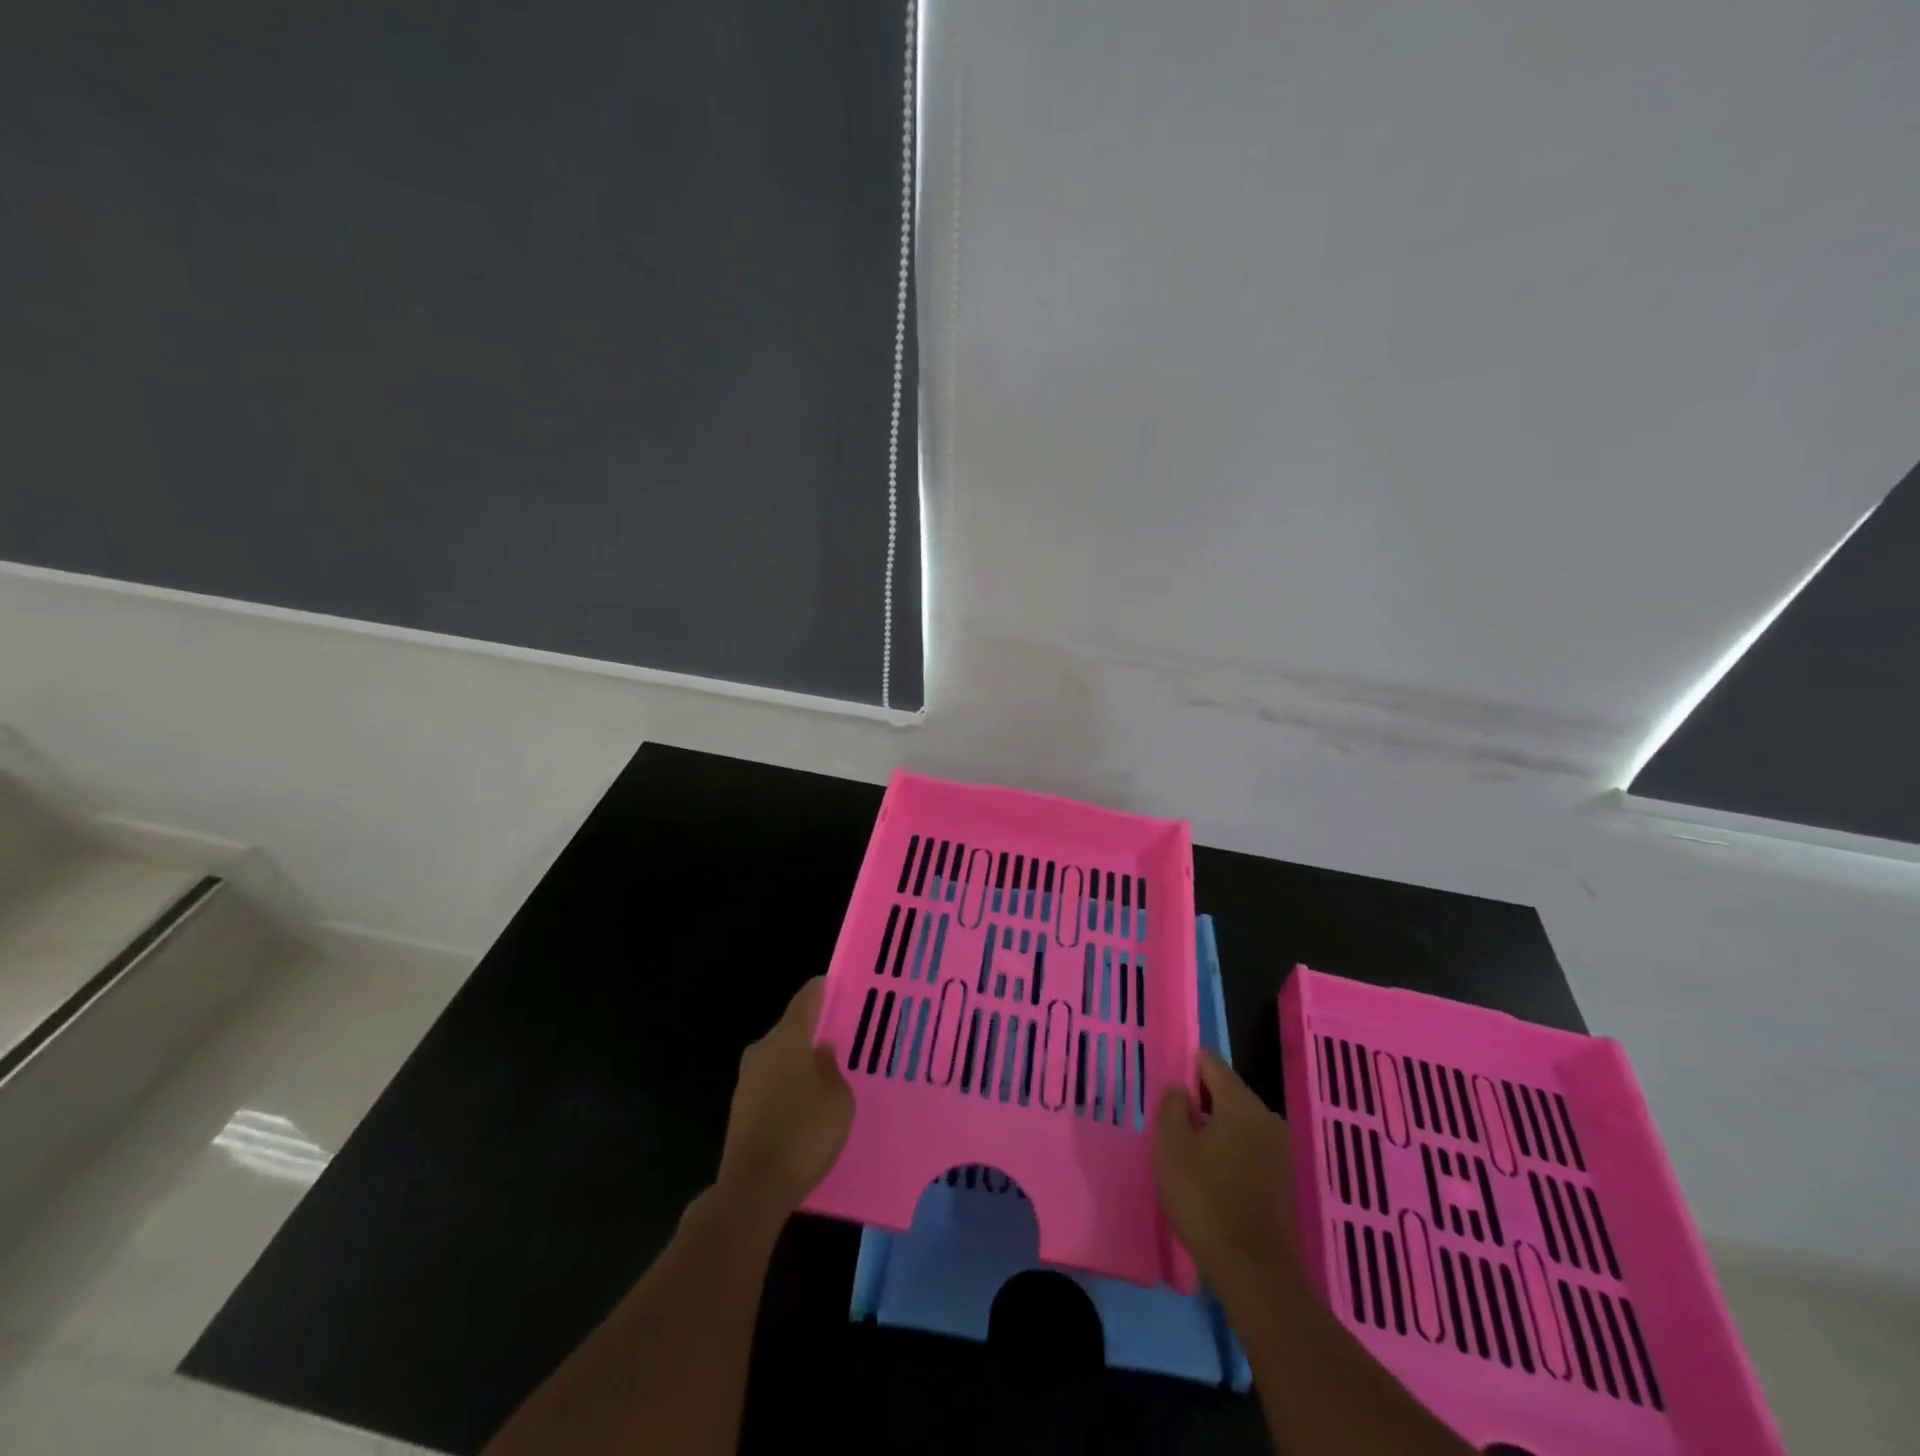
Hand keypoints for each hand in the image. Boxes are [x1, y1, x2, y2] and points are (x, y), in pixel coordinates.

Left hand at [716, 977, 853, 1218]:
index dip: (822, 990)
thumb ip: (832, 1069)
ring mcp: (746, 1080)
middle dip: (813, 1030)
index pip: (806, 1000)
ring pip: (779, 1057)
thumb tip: (822, 1052)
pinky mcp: (740, 1108)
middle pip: (791, 1029)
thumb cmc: (804, 1135)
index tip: (838, 985)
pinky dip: (787, 1085)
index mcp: (788, 1039)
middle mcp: (762, 1050)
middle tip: (841, 1035)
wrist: (753, 1189)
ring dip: (799, 1061)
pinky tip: (805, 1101)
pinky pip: (771, 1083)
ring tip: (827, 1070)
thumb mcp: (839, 1101)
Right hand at [1152, 1050, 1297, 1287]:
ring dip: (1214, 1129)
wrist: (1255, 1273)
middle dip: (1200, 1100)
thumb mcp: (1171, 1147)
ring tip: (1186, 1151)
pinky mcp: (1282, 1181)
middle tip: (1171, 1121)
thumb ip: (1172, 1107)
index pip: (1212, 1063)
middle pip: (1228, 1092)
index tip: (1167, 1086)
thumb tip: (1181, 1089)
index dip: (1186, 1066)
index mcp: (1242, 1104)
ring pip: (1239, 1123)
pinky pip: (1249, 1149)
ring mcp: (1280, 1151)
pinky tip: (1209, 1175)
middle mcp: (1267, 1119)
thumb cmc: (1205, 1199)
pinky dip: (1229, 1152)